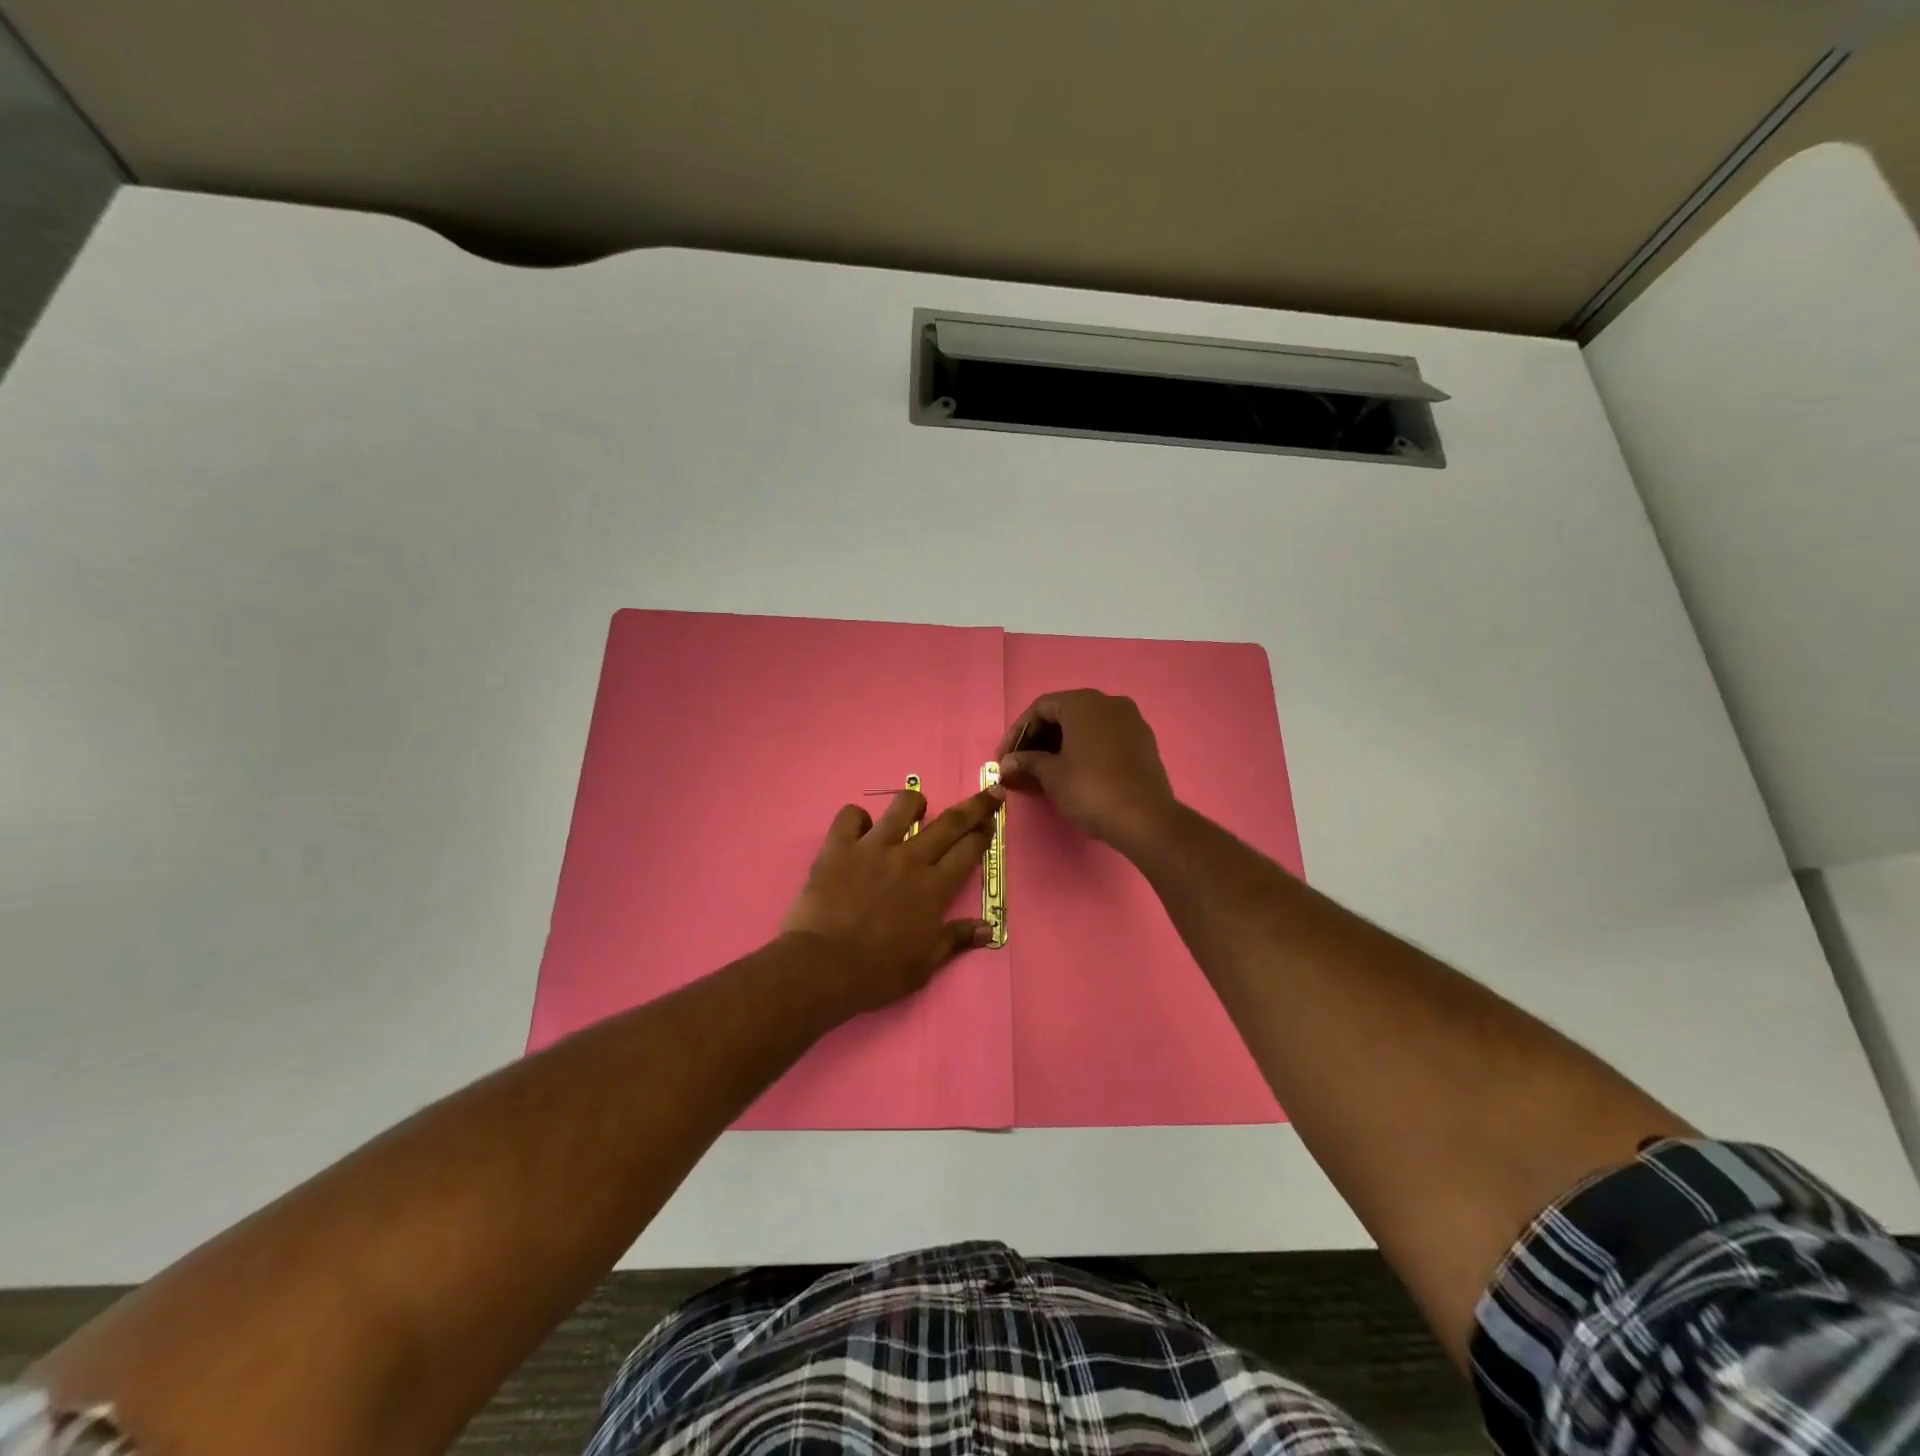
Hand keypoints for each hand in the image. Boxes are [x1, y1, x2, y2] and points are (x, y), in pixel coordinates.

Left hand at [780, 784, 1002, 1014]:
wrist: (822, 967)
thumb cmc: (877, 972)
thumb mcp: (924, 965)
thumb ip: (956, 940)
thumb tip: (989, 929)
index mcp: (934, 888)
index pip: (968, 850)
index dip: (984, 833)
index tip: (991, 822)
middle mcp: (910, 859)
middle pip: (950, 822)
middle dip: (974, 806)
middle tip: (988, 793)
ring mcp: (873, 848)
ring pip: (903, 806)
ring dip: (914, 802)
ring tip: (916, 807)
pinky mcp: (839, 846)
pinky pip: (851, 815)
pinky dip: (857, 818)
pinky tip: (859, 829)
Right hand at [996, 690, 1177, 853]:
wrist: (1145, 819)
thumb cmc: (1091, 789)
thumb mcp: (1052, 775)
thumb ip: (1027, 762)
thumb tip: (1007, 763)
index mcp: (1084, 703)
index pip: (1040, 708)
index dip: (1017, 733)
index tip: (1004, 758)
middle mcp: (1109, 703)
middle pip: (1063, 714)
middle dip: (1038, 739)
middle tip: (1020, 765)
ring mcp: (1130, 721)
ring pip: (1085, 727)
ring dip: (1059, 746)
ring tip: (1041, 772)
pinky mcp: (1143, 742)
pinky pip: (1104, 738)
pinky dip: (1083, 750)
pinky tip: (1071, 773)